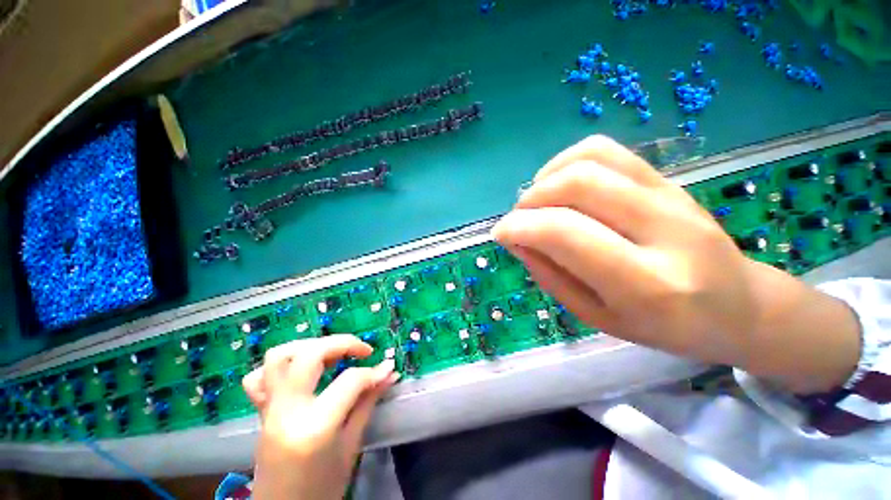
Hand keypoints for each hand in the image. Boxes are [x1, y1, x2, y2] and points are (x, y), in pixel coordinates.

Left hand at [242, 335, 398, 499]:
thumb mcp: (351, 447)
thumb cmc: (323, 490)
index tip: (387, 369)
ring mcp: (268, 411)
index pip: (350, 381)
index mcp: (314, 427)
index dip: (373, 372)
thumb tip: (389, 372)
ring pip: (279, 357)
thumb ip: (368, 403)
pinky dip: (280, 366)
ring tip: (332, 354)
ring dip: (310, 346)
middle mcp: (286, 412)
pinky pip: (258, 378)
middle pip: (310, 354)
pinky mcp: (260, 413)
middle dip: (343, 343)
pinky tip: (300, 371)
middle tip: (363, 350)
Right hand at [492, 136, 859, 393]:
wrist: (740, 307)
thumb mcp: (596, 317)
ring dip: (546, 178)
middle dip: (530, 200)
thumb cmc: (664, 327)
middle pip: (576, 185)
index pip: (564, 233)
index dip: (519, 227)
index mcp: (644, 283)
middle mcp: (662, 230)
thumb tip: (516, 239)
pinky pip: (607, 151)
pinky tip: (560, 184)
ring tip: (537, 203)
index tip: (500, 234)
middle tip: (518, 220)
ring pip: (590, 159)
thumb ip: (550, 275)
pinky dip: (568, 161)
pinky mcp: (667, 179)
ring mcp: (670, 196)